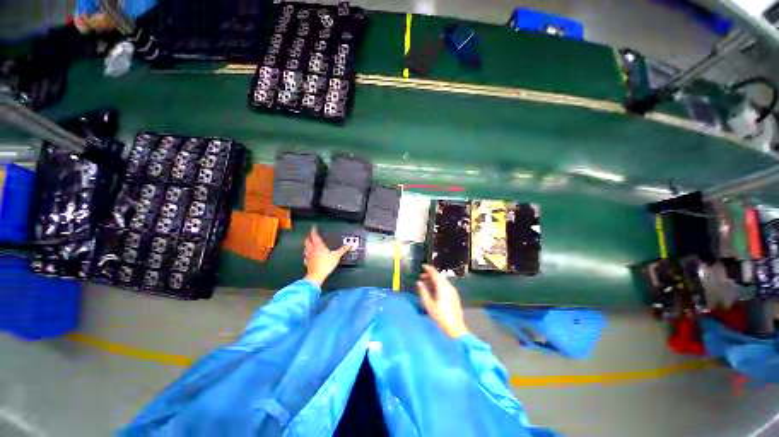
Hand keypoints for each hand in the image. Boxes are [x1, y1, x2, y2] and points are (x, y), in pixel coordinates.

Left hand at [303, 226, 350, 286]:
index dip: (313, 231)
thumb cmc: (326, 264)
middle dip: (308, 236)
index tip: (313, 227)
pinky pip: (307, 254)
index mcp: (318, 246)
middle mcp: (312, 249)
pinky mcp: (308, 262)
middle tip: (310, 234)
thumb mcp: (336, 256)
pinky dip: (308, 252)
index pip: (314, 236)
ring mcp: (309, 256)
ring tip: (309, 242)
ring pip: (306, 247)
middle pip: (307, 241)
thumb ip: (343, 250)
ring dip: (307, 243)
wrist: (316, 276)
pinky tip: (310, 253)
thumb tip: (349, 244)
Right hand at [417, 264, 468, 338]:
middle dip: (430, 275)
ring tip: (425, 284)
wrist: (455, 328)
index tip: (422, 266)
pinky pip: (445, 286)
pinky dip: (438, 285)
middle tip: (421, 277)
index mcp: (442, 286)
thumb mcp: (429, 304)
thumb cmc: (440, 316)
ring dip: (434, 280)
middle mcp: (448, 286)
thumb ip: (423, 291)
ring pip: (442, 281)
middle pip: (438, 277)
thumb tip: (419, 282)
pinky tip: (434, 290)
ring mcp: (452, 291)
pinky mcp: (454, 296)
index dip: (428, 268)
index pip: (434, 273)